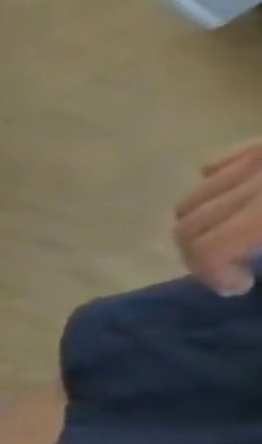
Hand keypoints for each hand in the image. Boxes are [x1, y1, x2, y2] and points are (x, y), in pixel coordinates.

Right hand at [174, 139, 261, 295]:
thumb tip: (244, 260)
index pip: (209, 246)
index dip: (209, 273)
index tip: (235, 288)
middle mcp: (254, 178)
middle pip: (188, 225)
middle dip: (197, 255)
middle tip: (226, 270)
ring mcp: (256, 155)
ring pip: (193, 198)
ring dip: (201, 225)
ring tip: (232, 237)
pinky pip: (217, 164)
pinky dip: (213, 185)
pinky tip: (237, 198)